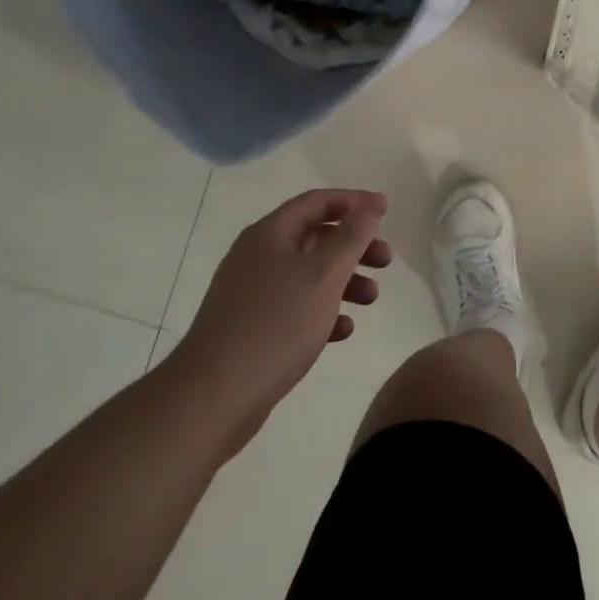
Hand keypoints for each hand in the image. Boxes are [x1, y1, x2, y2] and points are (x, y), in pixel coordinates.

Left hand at [171, 189, 390, 448]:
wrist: (212, 397)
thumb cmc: (276, 324)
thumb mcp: (324, 274)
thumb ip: (352, 236)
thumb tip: (369, 205)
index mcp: (270, 233)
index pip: (317, 202)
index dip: (354, 202)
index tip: (386, 210)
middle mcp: (257, 256)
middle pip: (315, 237)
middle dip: (354, 246)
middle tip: (386, 261)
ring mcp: (250, 293)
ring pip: (307, 274)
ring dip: (343, 281)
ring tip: (371, 300)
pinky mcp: (249, 328)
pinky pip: (294, 308)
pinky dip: (322, 311)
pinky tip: (343, 331)